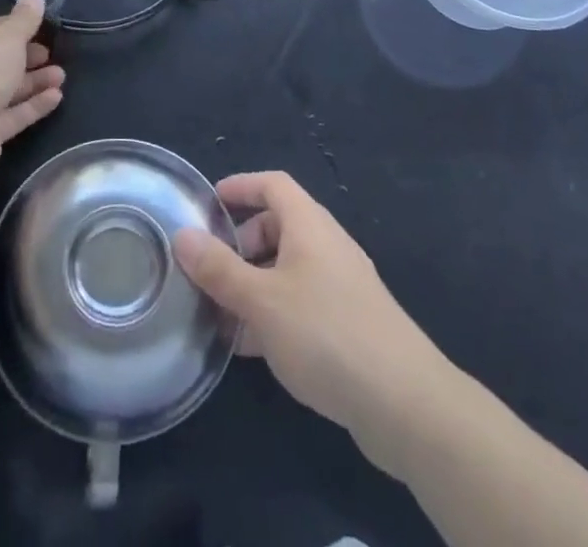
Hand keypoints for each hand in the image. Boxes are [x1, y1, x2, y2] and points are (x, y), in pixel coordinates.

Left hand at [0, 0, 63, 179]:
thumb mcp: (8, 35)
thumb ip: (25, 18)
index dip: (16, 28)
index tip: (41, 28)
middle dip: (28, 57)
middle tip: (53, 54)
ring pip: (7, 89)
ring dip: (35, 81)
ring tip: (62, 76)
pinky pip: (12, 114)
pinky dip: (33, 105)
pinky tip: (57, 97)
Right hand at [173, 172, 444, 461]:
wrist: (405, 403)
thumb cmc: (326, 333)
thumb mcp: (261, 300)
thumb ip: (219, 269)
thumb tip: (182, 235)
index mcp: (309, 225)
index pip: (272, 185)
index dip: (240, 187)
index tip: (208, 204)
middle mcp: (326, 246)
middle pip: (278, 227)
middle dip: (240, 245)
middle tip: (209, 271)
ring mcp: (341, 286)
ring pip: (287, 270)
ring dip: (253, 285)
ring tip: (219, 315)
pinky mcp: (349, 325)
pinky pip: (301, 304)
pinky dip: (272, 314)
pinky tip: (250, 349)